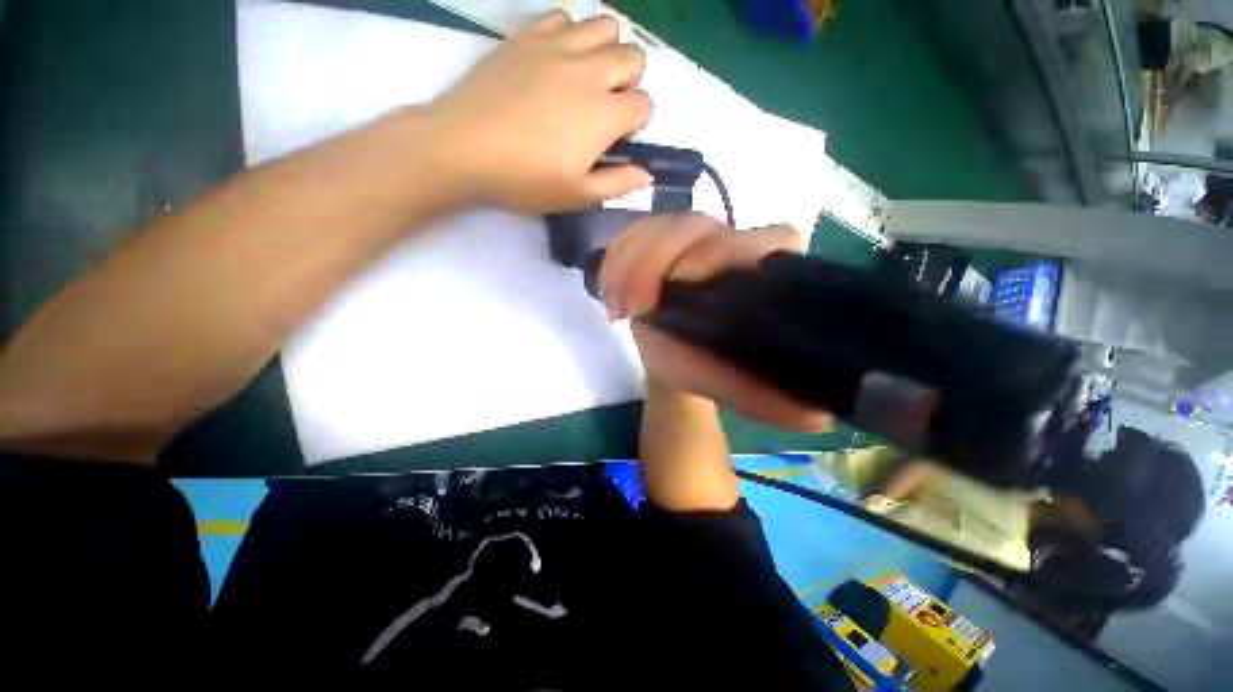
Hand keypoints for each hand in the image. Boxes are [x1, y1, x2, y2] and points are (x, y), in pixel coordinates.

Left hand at [426, 11, 653, 212]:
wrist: (463, 149)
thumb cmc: (525, 180)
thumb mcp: (577, 196)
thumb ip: (617, 184)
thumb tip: (647, 175)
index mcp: (604, 114)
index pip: (644, 104)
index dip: (636, 123)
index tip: (615, 139)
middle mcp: (589, 71)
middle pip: (634, 56)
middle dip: (630, 82)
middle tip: (606, 107)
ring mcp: (557, 47)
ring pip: (605, 26)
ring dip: (606, 51)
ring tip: (587, 78)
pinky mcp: (527, 36)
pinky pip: (563, 16)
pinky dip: (570, 34)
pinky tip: (557, 60)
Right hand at [599, 213, 831, 431]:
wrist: (675, 354)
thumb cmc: (707, 366)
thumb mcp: (734, 387)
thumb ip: (767, 399)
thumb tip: (818, 418)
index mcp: (763, 272)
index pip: (768, 237)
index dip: (722, 253)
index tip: (681, 285)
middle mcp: (731, 243)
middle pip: (694, 224)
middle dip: (653, 261)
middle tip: (632, 308)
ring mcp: (691, 236)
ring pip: (658, 224)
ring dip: (627, 263)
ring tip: (618, 308)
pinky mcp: (658, 238)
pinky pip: (631, 233)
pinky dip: (614, 260)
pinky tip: (610, 293)